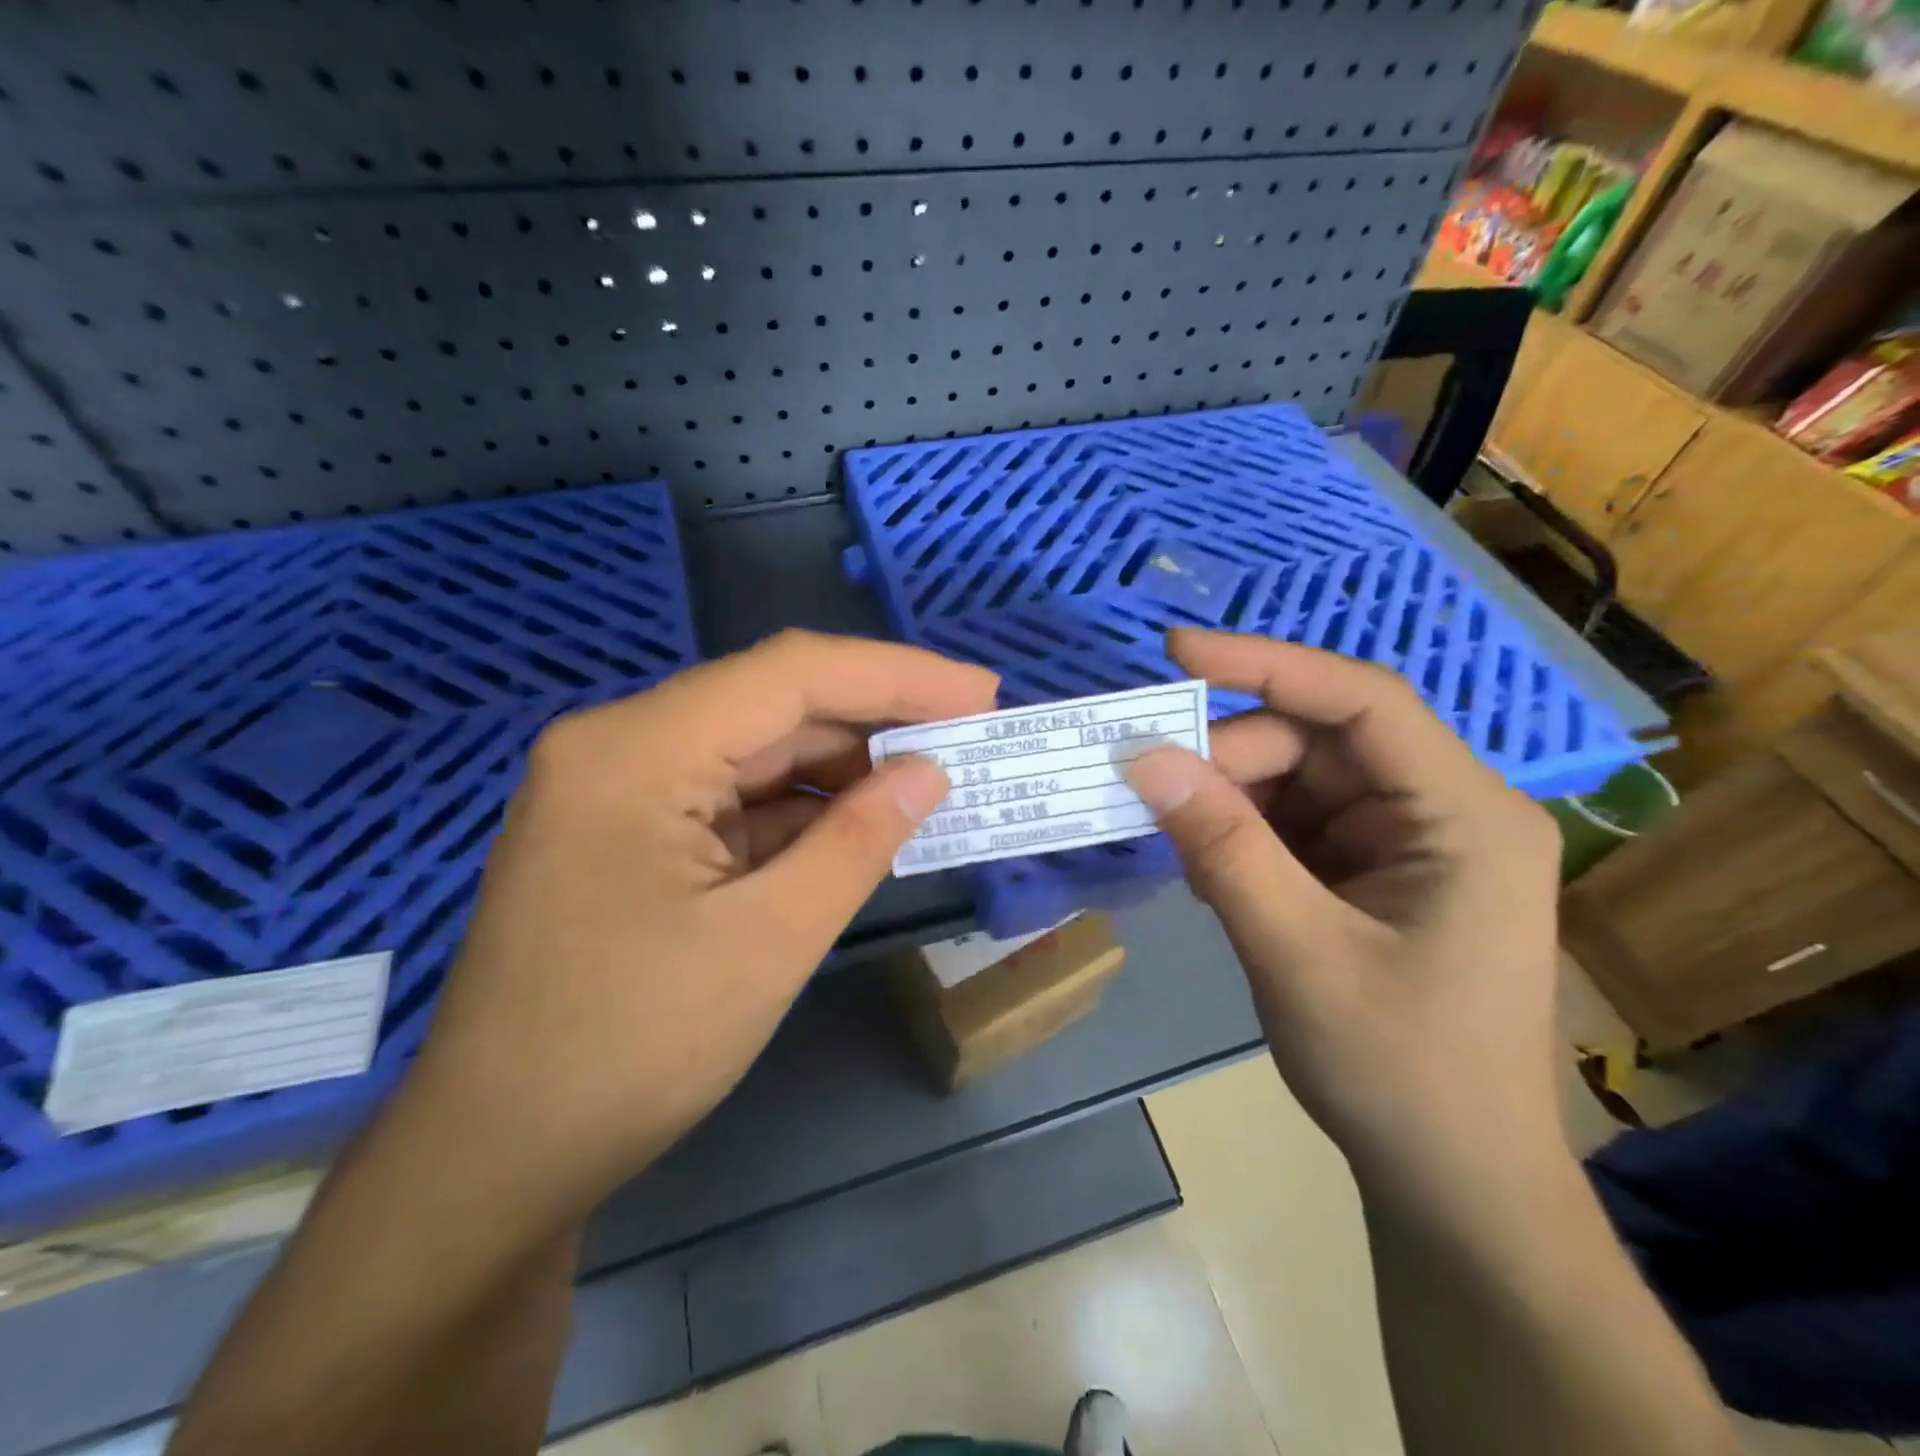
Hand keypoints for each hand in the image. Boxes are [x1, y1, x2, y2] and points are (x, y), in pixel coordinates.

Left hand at [410, 630, 998, 1213]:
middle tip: (967, 736)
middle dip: (875, 719)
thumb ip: (858, 842)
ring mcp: (620, 789)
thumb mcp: (769, 942)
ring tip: (927, 783)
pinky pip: (733, 797)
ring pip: (756, 750)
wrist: (496, 1158)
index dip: (896, 674)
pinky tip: (859, 824)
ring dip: (842, 767)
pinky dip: (801, 810)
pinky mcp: (629, 831)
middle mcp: (621, 746)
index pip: (789, 675)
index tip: (980, 693)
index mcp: (637, 750)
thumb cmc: (630, 1051)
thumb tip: (928, 773)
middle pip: (771, 704)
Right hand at [1125, 628, 1564, 1197]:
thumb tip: (1143, 757)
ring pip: (1296, 781)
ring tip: (1183, 851)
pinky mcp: (1373, 869)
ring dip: (1230, 804)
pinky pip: (1294, 823)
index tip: (1175, 652)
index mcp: (1465, 815)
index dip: (1266, 663)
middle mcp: (1443, 809)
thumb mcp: (1297, 954)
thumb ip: (1222, 848)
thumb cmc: (1400, 1072)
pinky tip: (1211, 872)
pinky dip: (1243, 836)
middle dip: (1232, 762)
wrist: (1452, 1182)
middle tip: (1155, 798)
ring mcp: (1406, 840)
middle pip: (1317, 741)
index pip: (1362, 701)